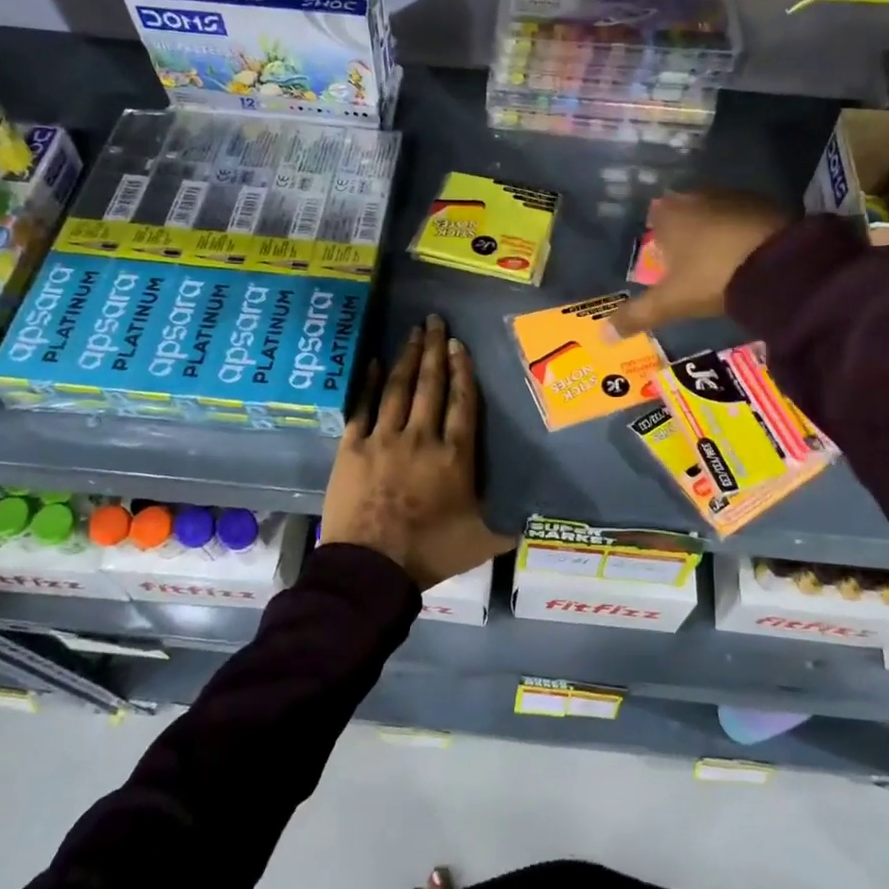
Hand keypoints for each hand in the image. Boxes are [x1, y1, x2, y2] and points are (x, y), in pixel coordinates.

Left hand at [321, 314, 511, 588]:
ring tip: (412, 332)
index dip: (462, 371)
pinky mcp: (352, 447)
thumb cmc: (430, 553)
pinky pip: (363, 407)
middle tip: (435, 320)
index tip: (458, 345)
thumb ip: (508, 524)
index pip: (462, 403)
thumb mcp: (482, 541)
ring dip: (407, 358)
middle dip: (434, 350)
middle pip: (431, 385)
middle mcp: (421, 438)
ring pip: (399, 389)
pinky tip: (376, 362)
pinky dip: (371, 383)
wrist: (371, 568)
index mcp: (454, 456)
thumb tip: (535, 516)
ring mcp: (383, 439)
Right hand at [609, 189, 791, 336]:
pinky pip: (743, 218)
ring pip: (714, 213)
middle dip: (685, 234)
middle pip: (684, 213)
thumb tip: (602, 336)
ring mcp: (733, 196)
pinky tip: (747, 255)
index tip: (665, 262)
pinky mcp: (765, 203)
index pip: (654, 217)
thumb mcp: (669, 303)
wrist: (777, 264)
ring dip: (714, 232)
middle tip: (690, 266)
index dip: (658, 238)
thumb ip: (635, 316)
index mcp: (668, 214)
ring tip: (719, 263)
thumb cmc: (711, 277)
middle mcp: (697, 195)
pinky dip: (741, 233)